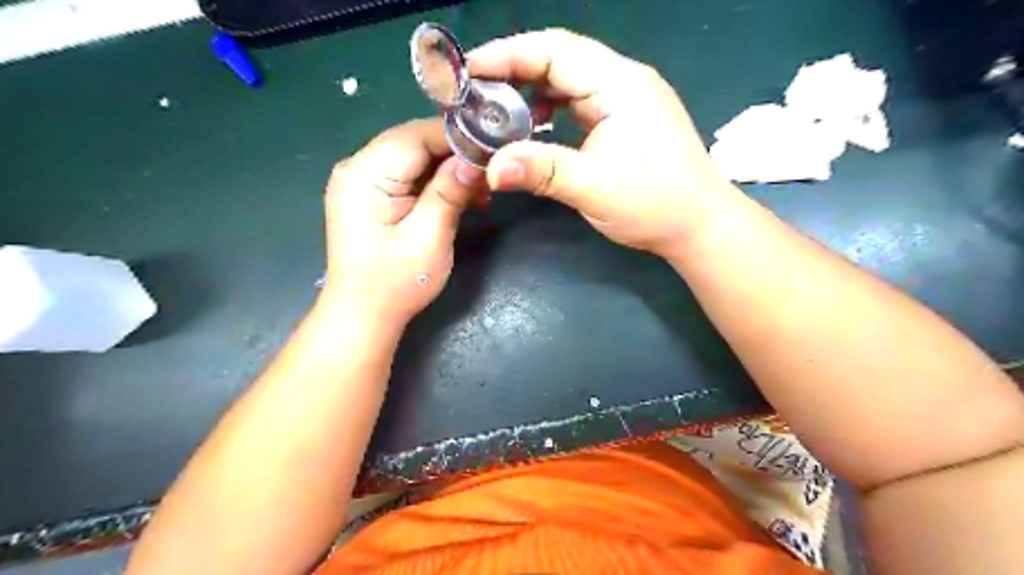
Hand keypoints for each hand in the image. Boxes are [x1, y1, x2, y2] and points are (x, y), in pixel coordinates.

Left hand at [321, 119, 483, 324]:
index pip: (416, 135)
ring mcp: (362, 182)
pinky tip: (458, 197)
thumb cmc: (395, 282)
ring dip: (448, 170)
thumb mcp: (429, 236)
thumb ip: (450, 191)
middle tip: (490, 173)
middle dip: (455, 155)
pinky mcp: (371, 197)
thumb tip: (476, 159)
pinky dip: (435, 183)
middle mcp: (358, 168)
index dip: (457, 138)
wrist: (363, 315)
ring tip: (479, 190)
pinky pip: (408, 176)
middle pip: (414, 142)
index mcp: (365, 173)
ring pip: (414, 158)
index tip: (493, 148)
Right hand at [468, 27, 740, 258]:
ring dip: (532, 89)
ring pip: (569, 79)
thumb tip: (490, 170)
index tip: (468, 71)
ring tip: (498, 108)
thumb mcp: (593, 187)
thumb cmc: (654, 204)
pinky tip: (535, 126)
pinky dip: (551, 109)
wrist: (699, 225)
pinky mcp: (626, 118)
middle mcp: (624, 80)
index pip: (555, 50)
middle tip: (475, 91)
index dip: (508, 55)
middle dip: (514, 70)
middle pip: (560, 58)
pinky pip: (580, 100)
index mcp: (619, 84)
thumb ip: (541, 172)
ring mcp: (627, 98)